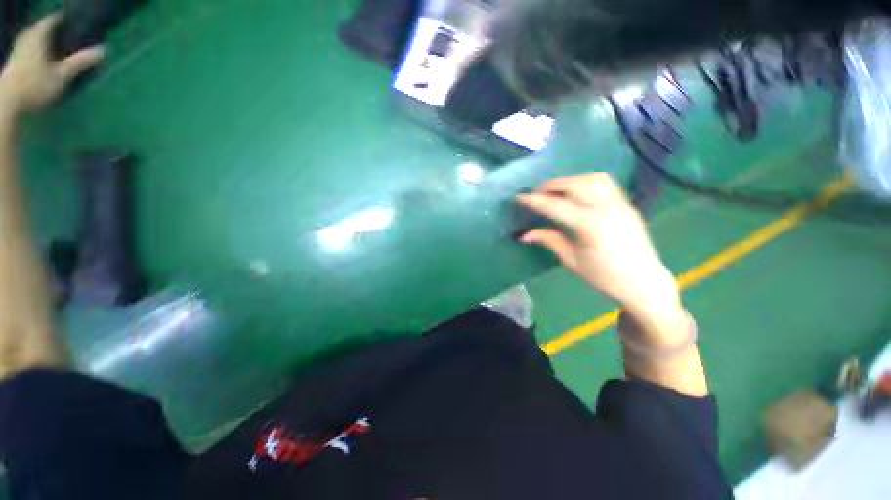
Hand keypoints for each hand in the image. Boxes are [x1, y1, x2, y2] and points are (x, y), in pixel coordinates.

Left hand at [0, 14, 103, 115]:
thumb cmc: (35, 86)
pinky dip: (41, 53)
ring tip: (62, 50)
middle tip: (73, 37)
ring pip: (37, 40)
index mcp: (38, 35)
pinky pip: (31, 50)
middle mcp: (28, 37)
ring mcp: (19, 50)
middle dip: (58, 33)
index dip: (67, 20)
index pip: (55, 20)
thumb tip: (103, 50)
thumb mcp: (62, 75)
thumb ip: (81, 62)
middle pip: (45, 30)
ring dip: (49, 44)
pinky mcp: (16, 62)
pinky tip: (48, 61)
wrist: (8, 102)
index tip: (79, 24)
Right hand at [517, 173, 680, 318]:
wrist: (643, 282)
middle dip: (551, 185)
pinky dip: (586, 181)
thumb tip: (524, 235)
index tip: (519, 197)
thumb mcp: (571, 260)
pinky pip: (605, 183)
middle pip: (574, 184)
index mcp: (590, 225)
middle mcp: (606, 207)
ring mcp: (620, 203)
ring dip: (570, 180)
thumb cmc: (604, 276)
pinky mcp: (627, 204)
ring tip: (557, 191)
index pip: (555, 206)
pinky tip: (578, 192)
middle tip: (537, 194)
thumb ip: (549, 240)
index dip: (535, 201)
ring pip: (592, 177)